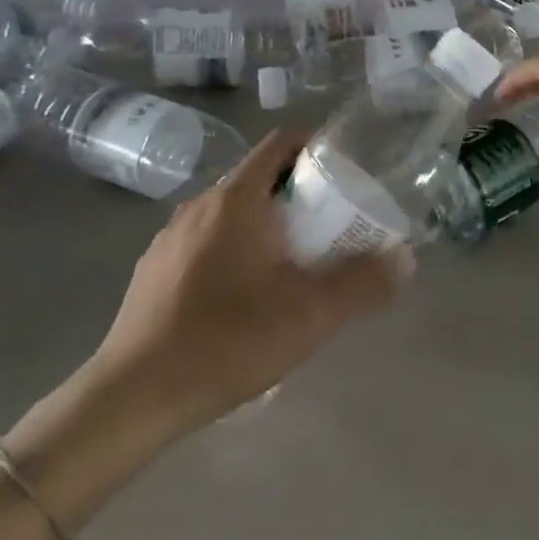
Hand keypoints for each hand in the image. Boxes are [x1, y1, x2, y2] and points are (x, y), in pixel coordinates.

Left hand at [94, 130, 411, 427]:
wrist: (133, 396)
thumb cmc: (227, 340)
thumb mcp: (310, 316)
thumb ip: (363, 284)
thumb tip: (405, 259)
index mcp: (236, 200)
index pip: (280, 144)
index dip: (316, 147)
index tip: (345, 173)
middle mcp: (200, 205)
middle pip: (259, 179)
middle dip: (299, 195)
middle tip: (331, 228)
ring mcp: (171, 238)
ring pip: (231, 213)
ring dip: (266, 226)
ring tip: (293, 266)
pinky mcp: (154, 270)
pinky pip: (207, 242)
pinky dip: (235, 251)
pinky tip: (244, 298)